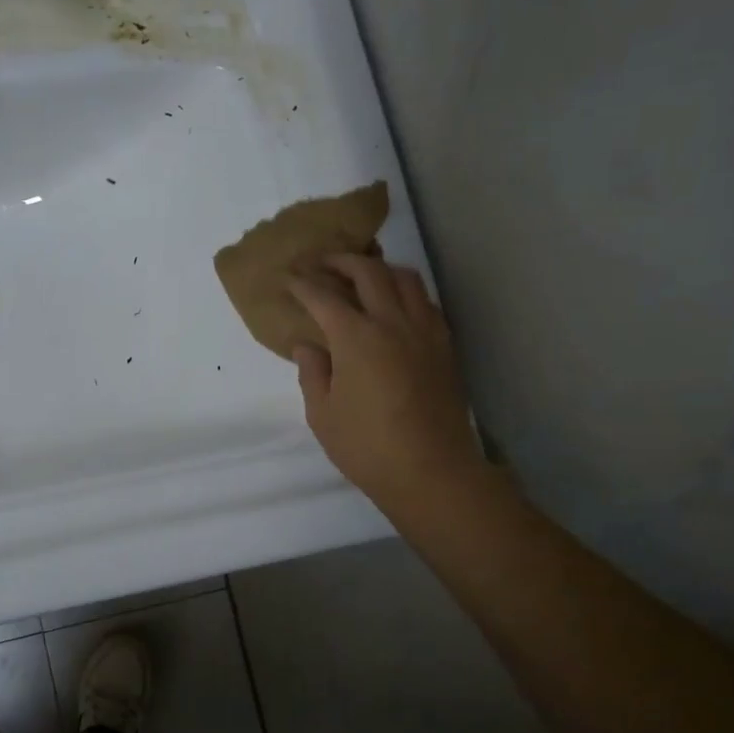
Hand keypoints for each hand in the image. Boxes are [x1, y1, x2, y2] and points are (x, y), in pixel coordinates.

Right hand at [288, 254, 479, 510]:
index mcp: (356, 338)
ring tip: (362, 275)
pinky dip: (405, 292)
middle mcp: (392, 323)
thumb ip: (313, 374)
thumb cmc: (367, 447)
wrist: (431, 471)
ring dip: (379, 268)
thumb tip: (307, 346)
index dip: (303, 284)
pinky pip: (425, 302)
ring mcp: (424, 331)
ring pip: (405, 278)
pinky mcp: (444, 346)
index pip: (324, 297)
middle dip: (341, 261)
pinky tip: (395, 306)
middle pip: (369, 272)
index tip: (289, 278)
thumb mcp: (323, 415)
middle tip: (322, 263)